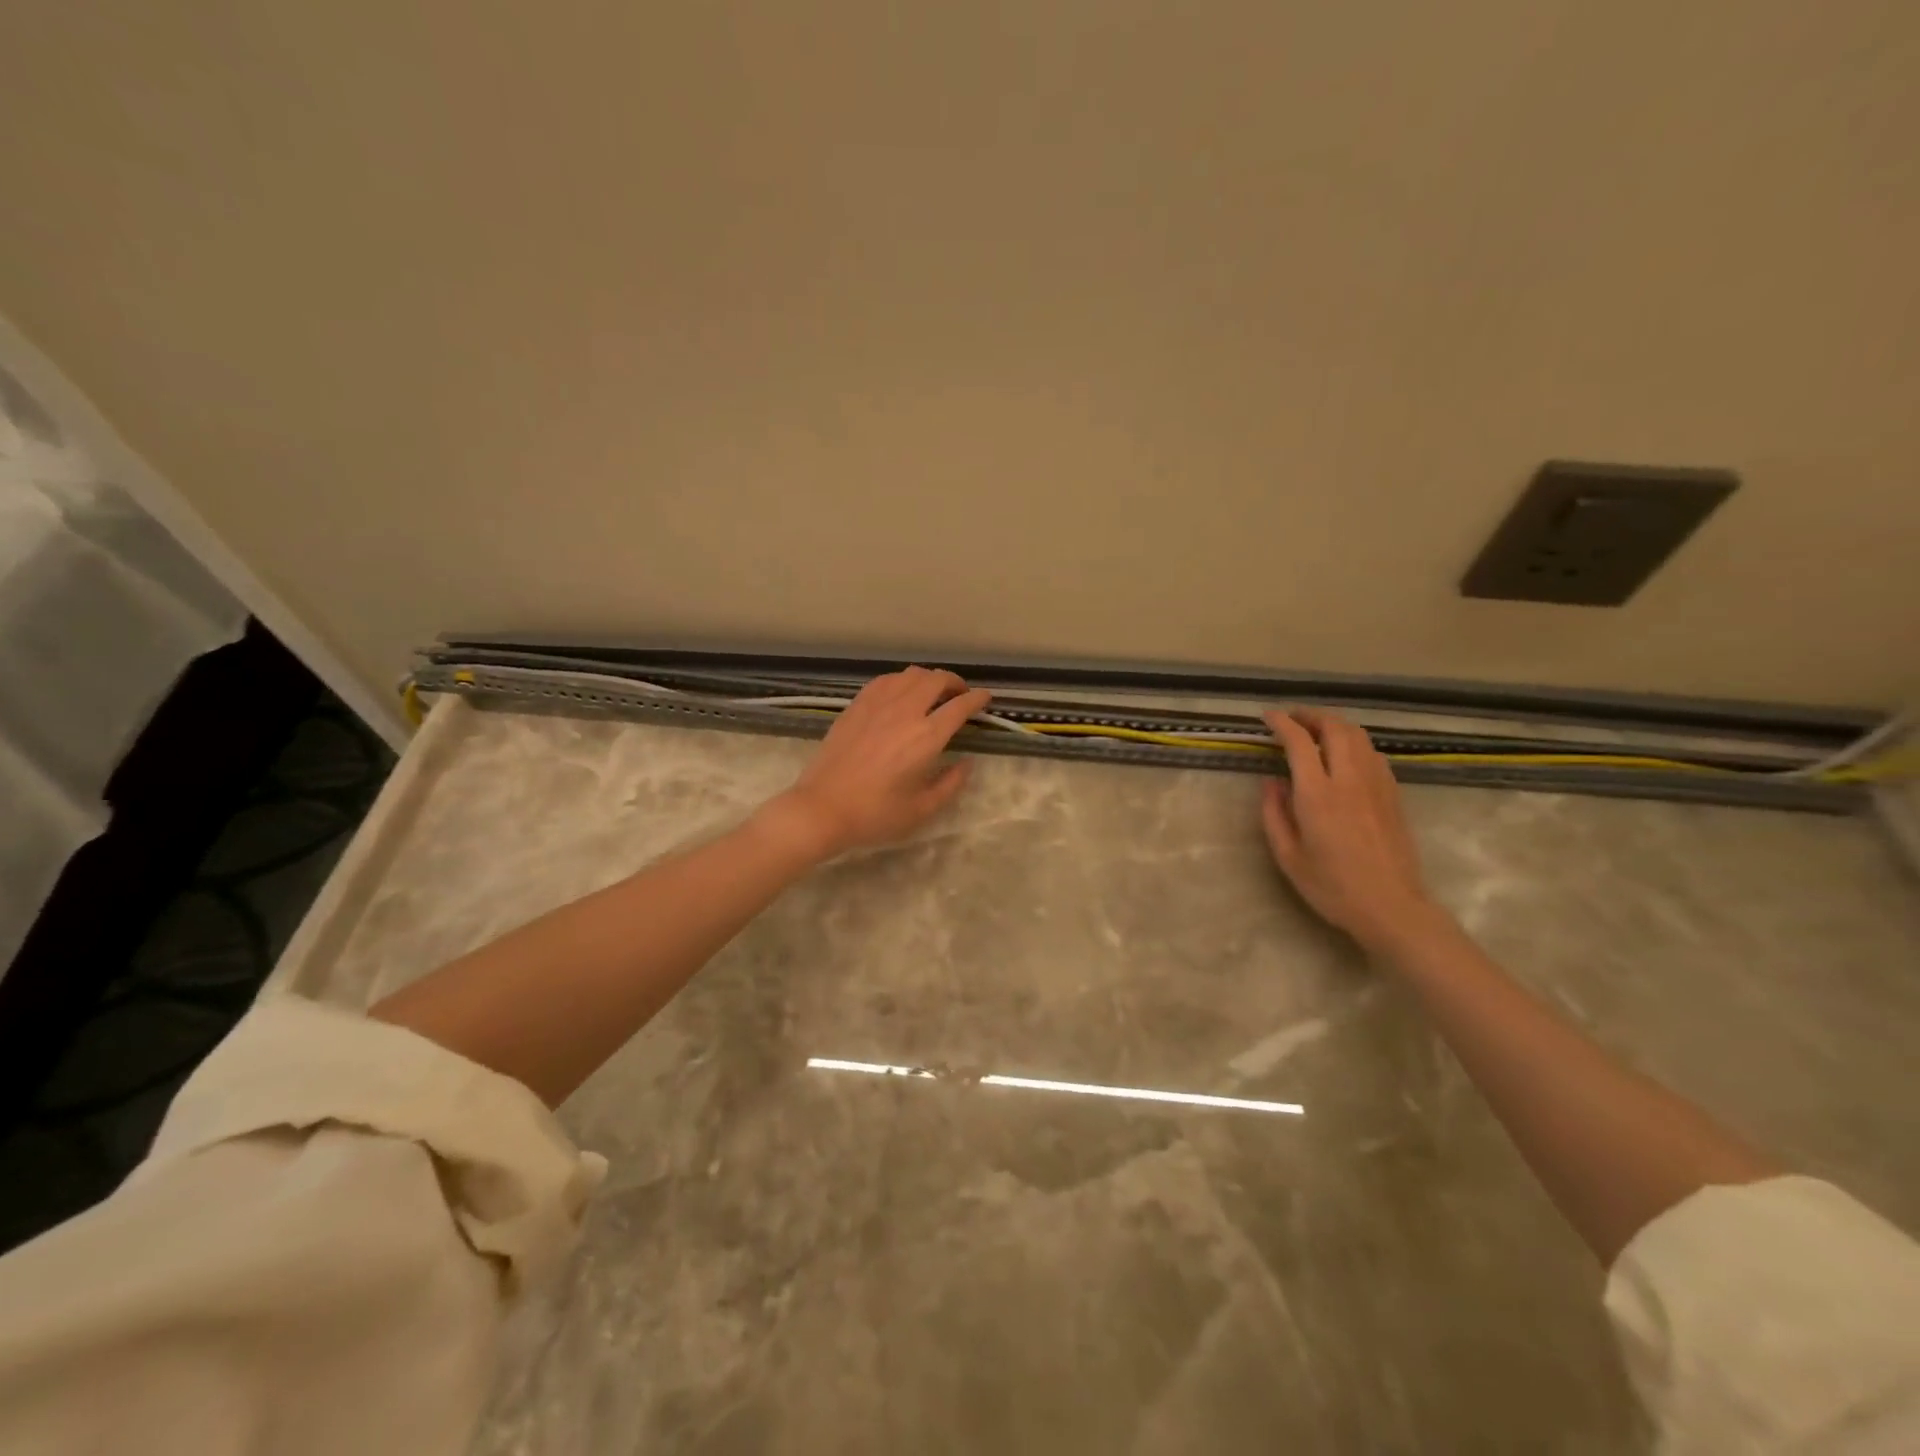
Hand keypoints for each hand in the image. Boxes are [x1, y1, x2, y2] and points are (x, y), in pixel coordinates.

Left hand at [765, 667, 991, 858]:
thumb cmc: (875, 814)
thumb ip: (951, 783)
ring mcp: (877, 704)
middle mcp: (905, 711)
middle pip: (937, 679)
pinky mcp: (856, 705)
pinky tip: (901, 693)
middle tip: (960, 695)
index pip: (960, 706)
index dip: (978, 699)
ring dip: (929, 678)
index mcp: (926, 737)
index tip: (985, 699)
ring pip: (911, 674)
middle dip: (955, 682)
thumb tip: (967, 762)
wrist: (822, 808)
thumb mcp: (922, 809)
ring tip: (932, 692)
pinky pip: (885, 680)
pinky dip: (902, 680)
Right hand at [1260, 708, 1437, 948]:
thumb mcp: (1288, 856)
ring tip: (1317, 730)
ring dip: (1335, 725)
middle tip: (1292, 719)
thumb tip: (1271, 782)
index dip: (1282, 723)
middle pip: (1334, 727)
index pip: (1299, 742)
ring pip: (1358, 736)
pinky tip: (1345, 756)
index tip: (1268, 717)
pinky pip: (1373, 754)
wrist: (1391, 907)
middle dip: (1311, 716)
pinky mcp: (1393, 794)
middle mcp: (1349, 780)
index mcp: (1317, 795)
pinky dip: (1354, 743)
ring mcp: (1376, 784)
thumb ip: (1274, 814)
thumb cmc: (1332, 887)